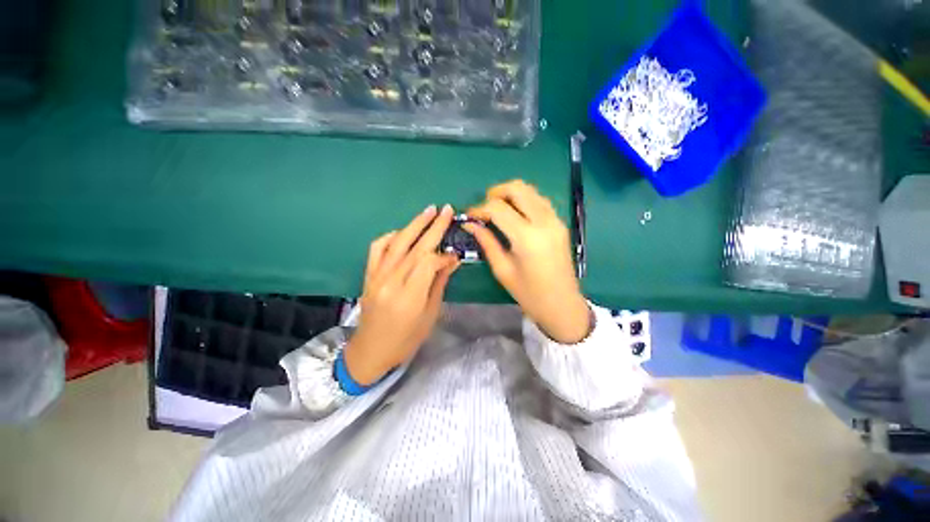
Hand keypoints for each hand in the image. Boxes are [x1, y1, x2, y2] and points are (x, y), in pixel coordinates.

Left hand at [344, 204, 459, 384]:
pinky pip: (377, 248)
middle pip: (415, 247)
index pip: (428, 262)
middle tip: (445, 209)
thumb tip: (451, 260)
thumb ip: (439, 283)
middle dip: (433, 226)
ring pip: (397, 243)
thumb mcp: (430, 314)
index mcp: (409, 296)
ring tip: (428, 211)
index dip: (444, 255)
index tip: (455, 255)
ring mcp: (376, 276)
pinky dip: (390, 236)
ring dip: (414, 224)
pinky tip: (403, 232)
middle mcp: (391, 281)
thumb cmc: (406, 339)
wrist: (371, 350)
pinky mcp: (368, 274)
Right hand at [466, 180, 590, 343]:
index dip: (479, 209)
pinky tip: (515, 214)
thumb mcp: (502, 269)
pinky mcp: (560, 223)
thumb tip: (470, 224)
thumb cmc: (529, 293)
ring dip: (510, 194)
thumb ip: (486, 242)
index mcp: (527, 237)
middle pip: (517, 188)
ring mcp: (555, 220)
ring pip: (530, 190)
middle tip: (484, 209)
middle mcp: (544, 221)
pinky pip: (539, 200)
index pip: (498, 208)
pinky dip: (524, 200)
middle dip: (495, 193)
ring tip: (497, 211)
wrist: (562, 304)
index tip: (469, 216)